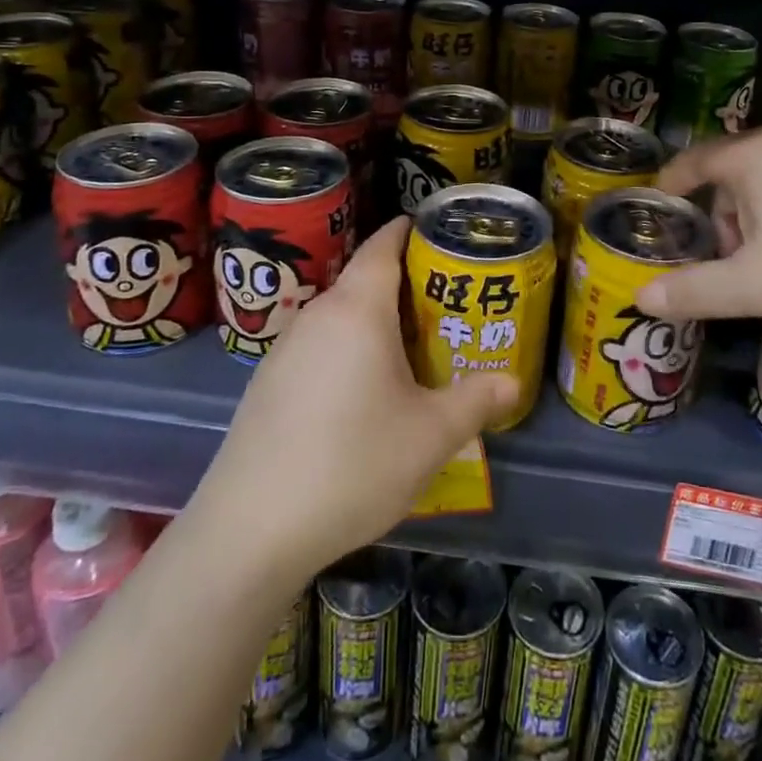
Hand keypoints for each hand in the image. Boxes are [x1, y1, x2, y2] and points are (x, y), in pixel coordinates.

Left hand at [193, 217, 518, 584]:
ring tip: (413, 350)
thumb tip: (512, 382)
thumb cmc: (351, 464)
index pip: (383, 245)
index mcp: (357, 310)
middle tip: (447, 306)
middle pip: (364, 280)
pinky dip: (347, 350)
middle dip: (405, 285)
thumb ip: (475, 401)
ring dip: (375, 322)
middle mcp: (317, 315)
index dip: (409, 231)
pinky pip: (319, 346)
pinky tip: (362, 393)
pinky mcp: (267, 382)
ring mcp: (285, 349)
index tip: (439, 233)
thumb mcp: (430, 436)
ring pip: (341, 317)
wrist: (249, 530)